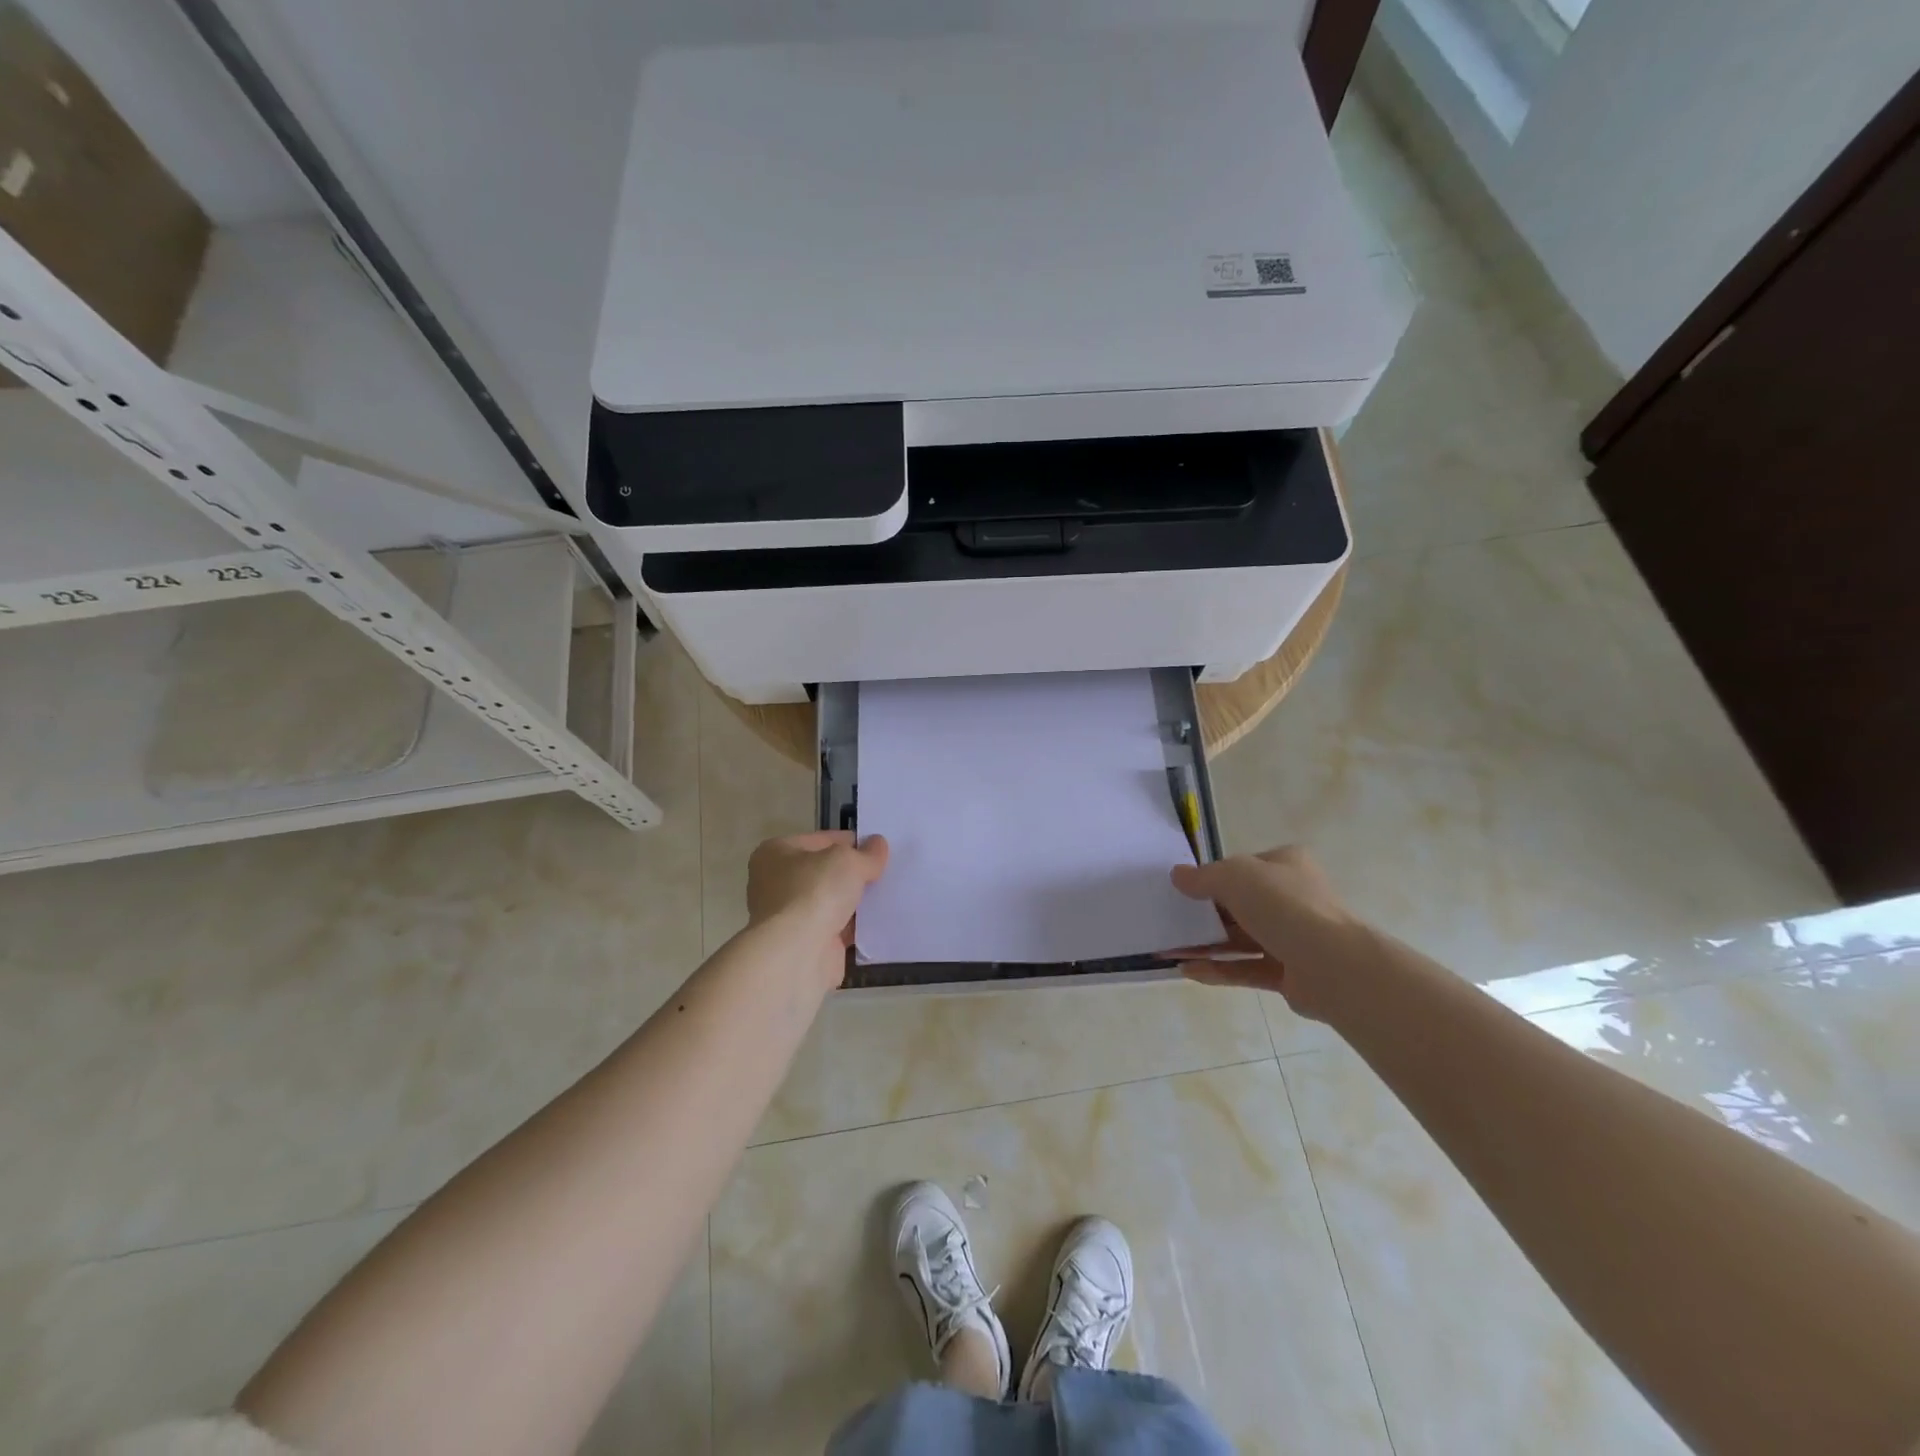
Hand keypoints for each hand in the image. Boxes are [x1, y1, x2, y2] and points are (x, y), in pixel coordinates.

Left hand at [747, 831, 889, 986]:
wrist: (796, 954)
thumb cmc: (814, 892)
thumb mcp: (848, 861)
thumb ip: (867, 854)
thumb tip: (878, 845)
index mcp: (776, 853)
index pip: (821, 840)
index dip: (851, 842)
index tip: (878, 849)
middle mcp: (776, 883)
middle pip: (825, 872)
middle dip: (853, 874)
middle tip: (886, 872)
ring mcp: (789, 917)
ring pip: (831, 902)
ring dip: (855, 901)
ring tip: (889, 896)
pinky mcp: (804, 945)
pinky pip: (836, 929)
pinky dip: (854, 927)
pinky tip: (879, 922)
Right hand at [1167, 846, 1368, 1021]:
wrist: (1332, 964)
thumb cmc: (1283, 905)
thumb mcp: (1234, 876)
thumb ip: (1203, 877)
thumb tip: (1178, 876)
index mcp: (1286, 866)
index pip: (1244, 867)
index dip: (1214, 876)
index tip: (1185, 889)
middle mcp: (1292, 898)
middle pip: (1240, 905)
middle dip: (1204, 915)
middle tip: (1172, 922)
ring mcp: (1292, 938)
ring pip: (1240, 939)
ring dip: (1205, 945)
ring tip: (1169, 950)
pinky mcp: (1288, 973)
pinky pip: (1245, 969)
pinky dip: (1218, 969)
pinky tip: (1188, 971)